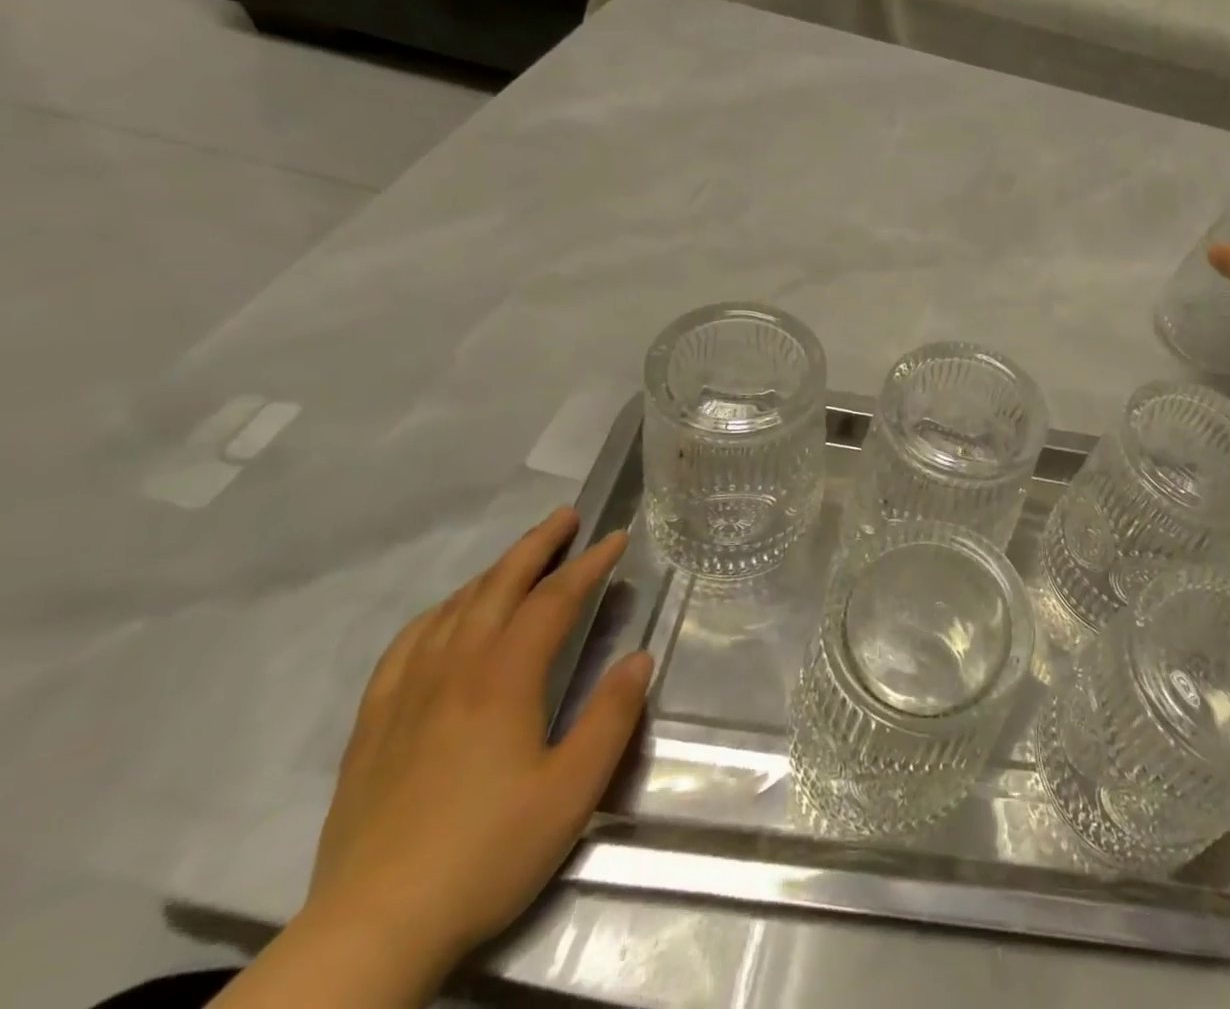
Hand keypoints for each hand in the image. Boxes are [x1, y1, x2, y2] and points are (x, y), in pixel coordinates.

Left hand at [302, 506, 651, 979]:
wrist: (371, 931)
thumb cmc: (487, 853)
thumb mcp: (572, 791)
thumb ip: (611, 717)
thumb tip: (639, 658)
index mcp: (503, 680)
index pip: (552, 600)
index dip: (588, 564)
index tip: (616, 538)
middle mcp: (453, 671)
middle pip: (497, 587)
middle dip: (537, 546)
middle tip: (567, 518)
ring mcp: (406, 696)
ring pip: (452, 610)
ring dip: (492, 573)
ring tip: (519, 558)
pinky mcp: (373, 726)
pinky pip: (406, 646)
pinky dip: (437, 614)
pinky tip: (445, 617)